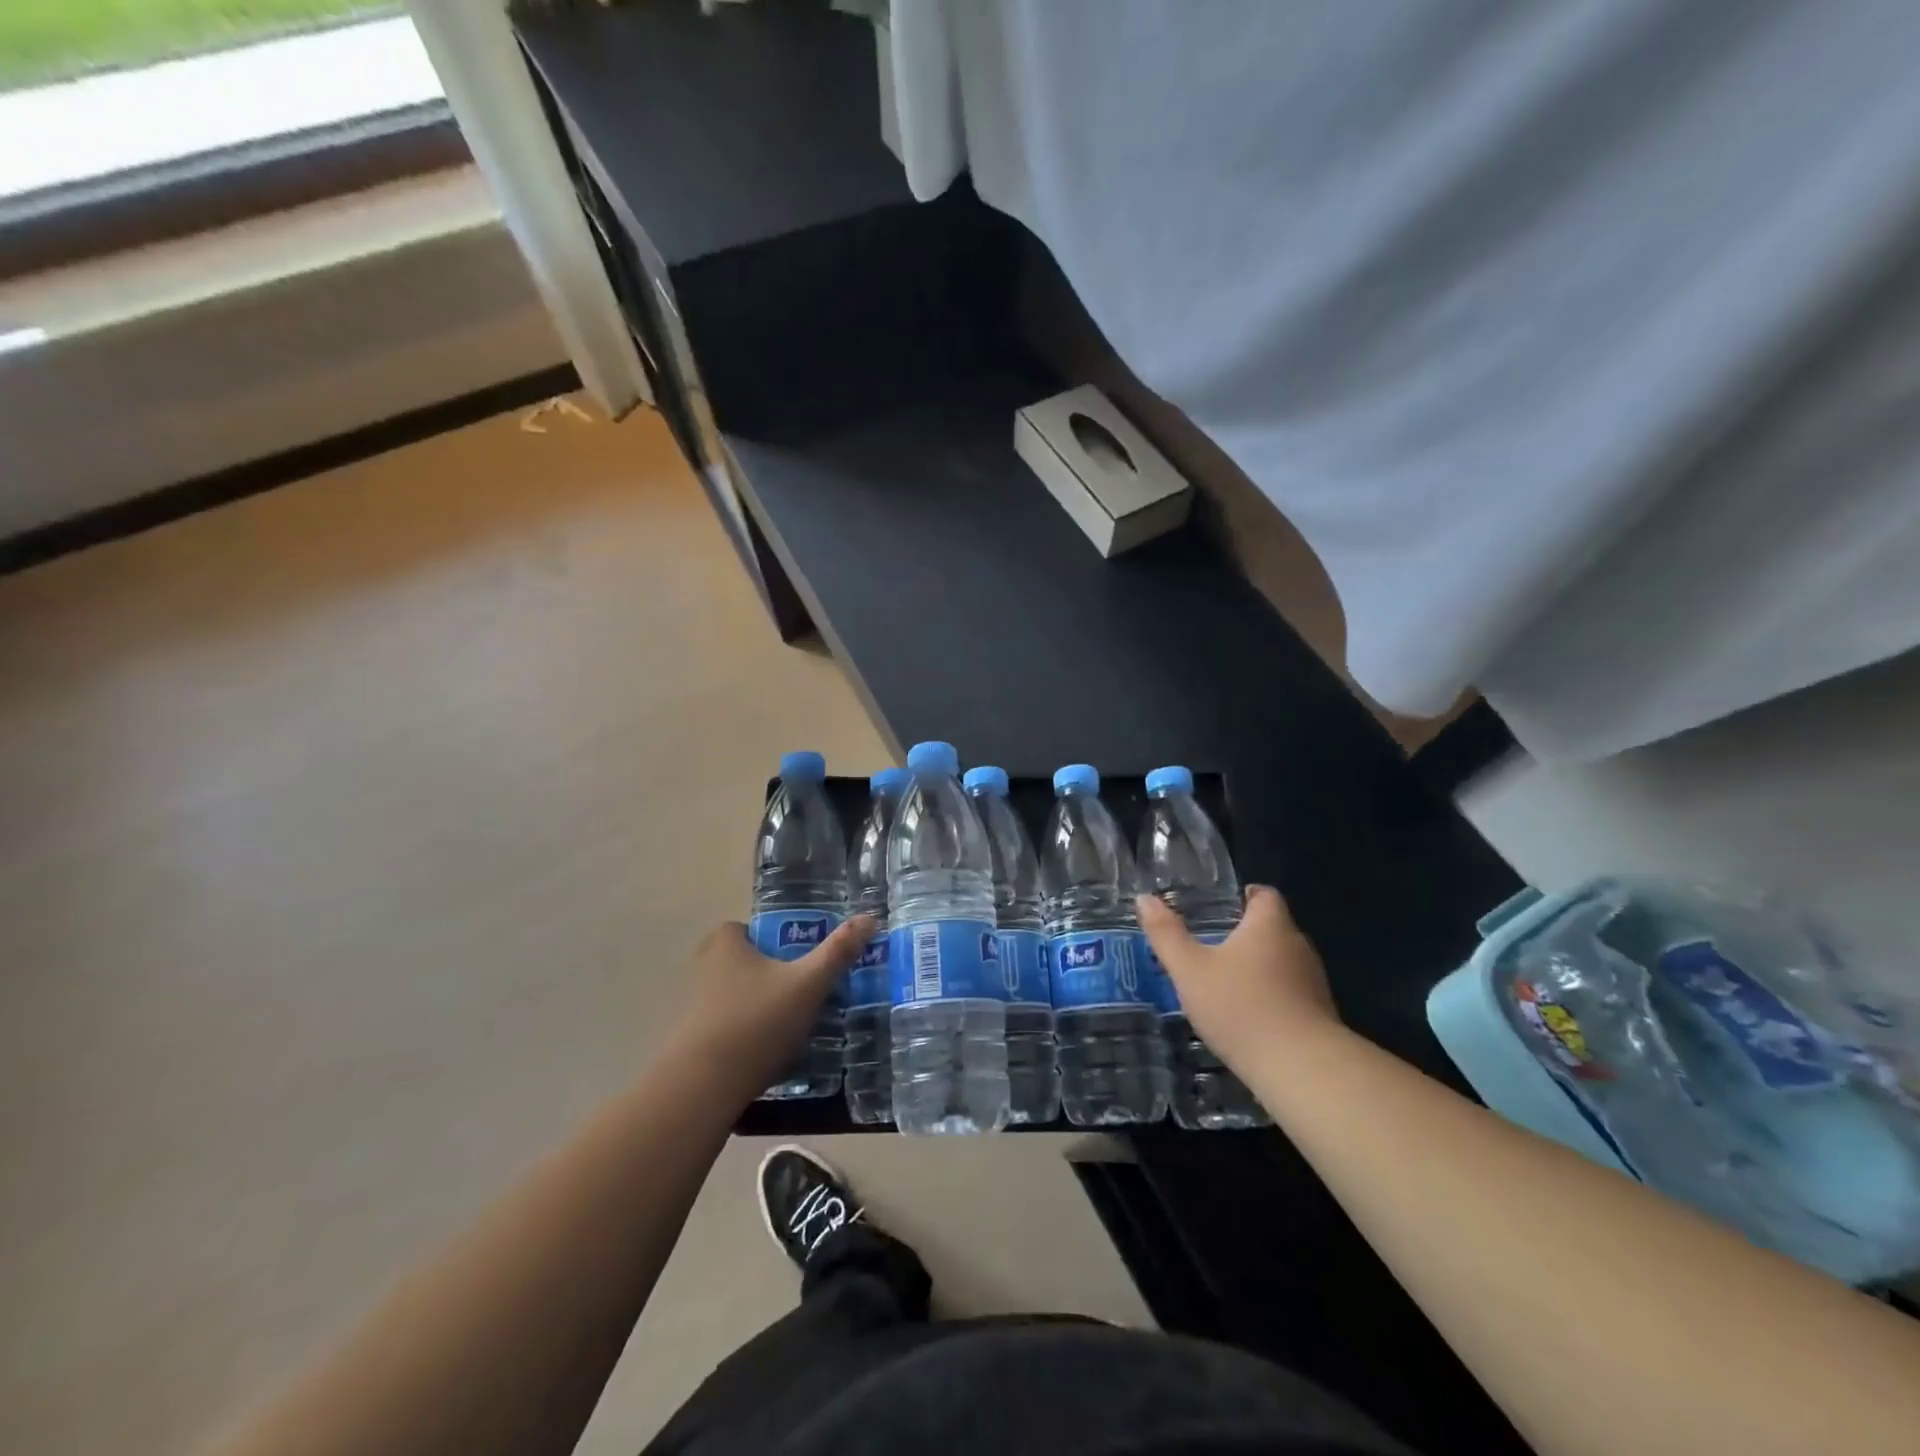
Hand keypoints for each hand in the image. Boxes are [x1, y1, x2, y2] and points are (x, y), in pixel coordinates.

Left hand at [672, 916, 875, 1103]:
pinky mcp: (693, 1042)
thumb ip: (838, 952)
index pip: (747, 928)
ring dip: (761, 1006)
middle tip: (803, 990)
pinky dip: (748, 1035)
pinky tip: (772, 1054)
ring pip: (736, 997)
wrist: (702, 1089)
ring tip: (795, 1025)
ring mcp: (694, 1008)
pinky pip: (727, 1028)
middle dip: (771, 974)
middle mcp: (704, 969)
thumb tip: (870, 918)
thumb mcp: (808, 984)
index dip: (772, 938)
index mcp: (725, 944)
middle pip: (744, 963)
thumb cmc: (757, 1022)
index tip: (799, 957)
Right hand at [1136, 885, 1340, 1076]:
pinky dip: (1270, 996)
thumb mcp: (1190, 970)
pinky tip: (1246, 1017)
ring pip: (1281, 962)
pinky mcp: (1320, 1015)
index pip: (1263, 894)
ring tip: (1223, 982)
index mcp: (1269, 925)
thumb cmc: (1241, 1007)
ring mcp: (1314, 982)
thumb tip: (1145, 898)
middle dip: (1244, 934)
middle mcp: (1298, 945)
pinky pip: (1290, 993)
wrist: (1301, 1070)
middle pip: (1272, 928)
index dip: (1242, 896)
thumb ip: (1166, 934)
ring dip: (1257, 968)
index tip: (1218, 907)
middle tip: (1209, 945)